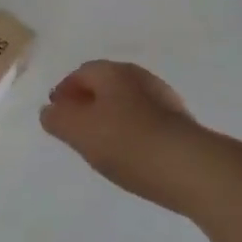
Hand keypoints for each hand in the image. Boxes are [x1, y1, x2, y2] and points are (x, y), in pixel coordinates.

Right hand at [39, 60, 200, 206]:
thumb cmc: (126, 143)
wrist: (190, 169)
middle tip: (75, 127)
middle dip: (88, 103)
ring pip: (127, 104)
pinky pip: (146, 122)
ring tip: (101, 145)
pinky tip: (129, 154)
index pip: (81, 73)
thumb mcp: (77, 131)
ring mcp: (165, 100)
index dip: (64, 91)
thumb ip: (57, 118)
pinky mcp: (181, 125)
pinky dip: (132, 132)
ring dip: (111, 118)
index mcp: (113, 72)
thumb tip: (51, 110)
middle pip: (106, 85)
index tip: (56, 113)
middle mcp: (140, 78)